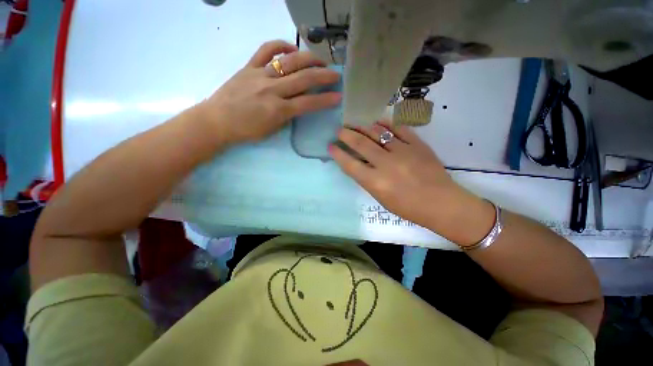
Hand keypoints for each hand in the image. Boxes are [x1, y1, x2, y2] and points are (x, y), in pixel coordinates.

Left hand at [197, 40, 341, 145]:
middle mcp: (272, 90)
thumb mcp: (272, 130)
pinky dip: (281, 45)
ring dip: (308, 59)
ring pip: (289, 61)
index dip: (326, 100)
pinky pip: (266, 49)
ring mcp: (260, 75)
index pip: (309, 103)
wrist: (217, 121)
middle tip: (335, 74)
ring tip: (319, 61)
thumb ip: (287, 116)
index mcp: (278, 110)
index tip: (338, 96)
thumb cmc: (247, 131)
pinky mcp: (249, 66)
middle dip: (324, 76)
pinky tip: (291, 48)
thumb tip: (297, 104)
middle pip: (304, 79)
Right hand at [329, 121, 494, 244]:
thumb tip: (357, 163)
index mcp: (375, 182)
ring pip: (377, 132)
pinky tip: (378, 121)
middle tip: (340, 129)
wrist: (441, 203)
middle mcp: (386, 164)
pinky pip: (399, 128)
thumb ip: (367, 179)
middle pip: (360, 144)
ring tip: (355, 123)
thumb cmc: (407, 207)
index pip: (349, 164)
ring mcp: (402, 152)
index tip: (331, 146)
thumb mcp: (380, 198)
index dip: (338, 154)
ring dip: (363, 126)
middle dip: (346, 135)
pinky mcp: (417, 144)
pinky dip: (386, 123)